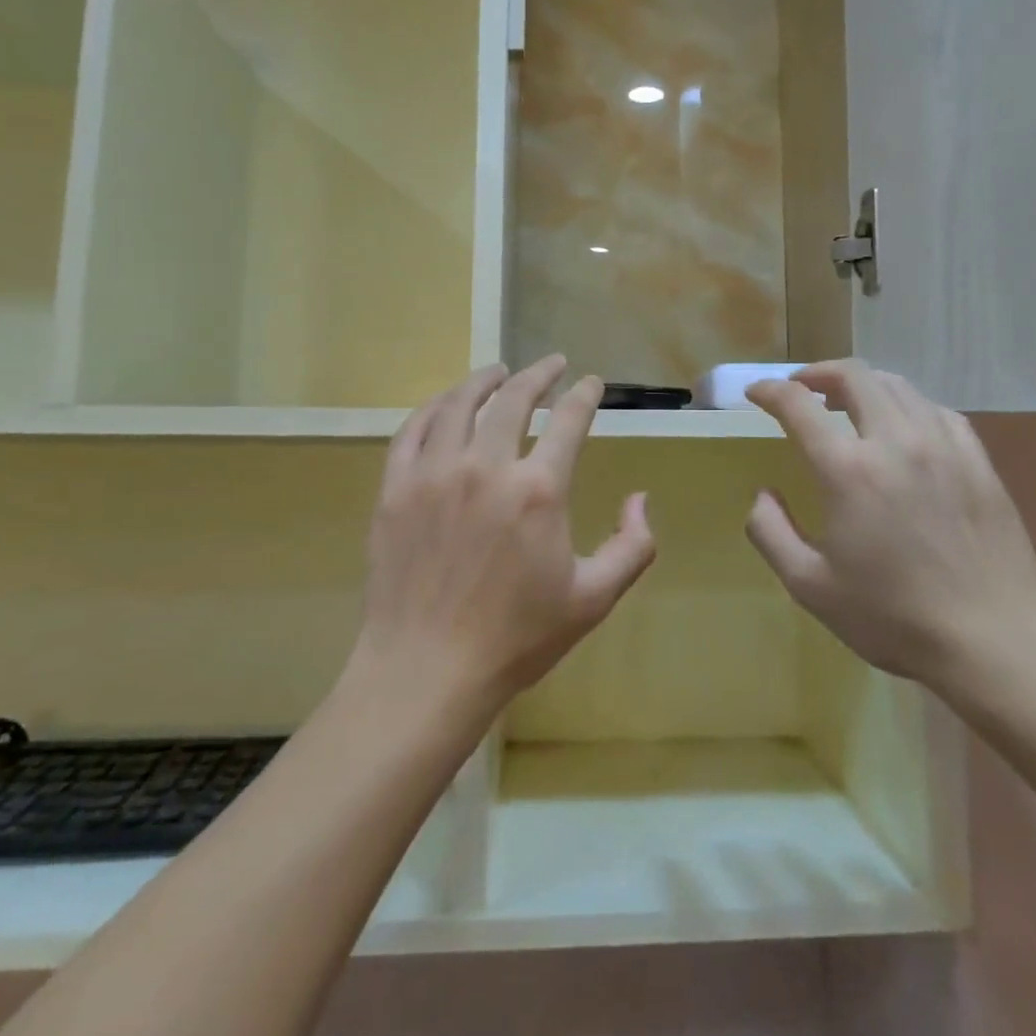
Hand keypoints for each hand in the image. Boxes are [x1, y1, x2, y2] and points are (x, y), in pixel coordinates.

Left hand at [352, 357, 658, 724]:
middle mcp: (485, 467)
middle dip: (539, 374)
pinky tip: (445, 403)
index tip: (592, 383)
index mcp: (538, 490)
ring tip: (498, 370)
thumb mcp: (593, 599)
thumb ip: (632, 546)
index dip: (585, 395)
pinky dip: (433, 408)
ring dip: (484, 380)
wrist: (426, 671)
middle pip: (514, 398)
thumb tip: (640, 498)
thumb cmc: (516, 638)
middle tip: (552, 364)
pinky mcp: (395, 489)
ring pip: (459, 404)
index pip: (569, 420)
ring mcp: (434, 474)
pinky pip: (412, 430)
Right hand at [745, 360, 1035, 694]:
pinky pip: (936, 410)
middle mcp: (895, 441)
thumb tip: (764, 493)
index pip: (798, 404)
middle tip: (799, 388)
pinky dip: (906, 405)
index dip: (769, 390)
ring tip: (846, 402)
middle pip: (853, 376)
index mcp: (848, 470)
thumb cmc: (893, 617)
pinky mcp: (978, 461)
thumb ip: (771, 532)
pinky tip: (902, 427)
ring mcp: (943, 446)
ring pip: (897, 386)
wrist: (994, 642)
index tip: (755, 393)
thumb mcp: (809, 586)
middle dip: (817, 373)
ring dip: (862, 384)